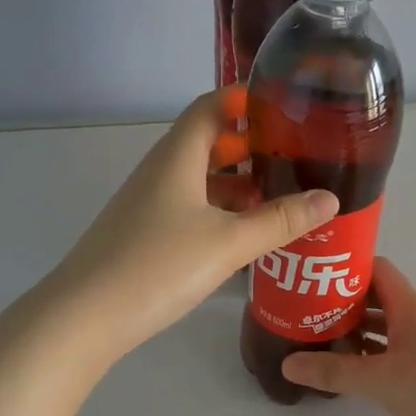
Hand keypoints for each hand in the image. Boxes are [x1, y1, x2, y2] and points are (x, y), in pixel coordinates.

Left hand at [42, 88, 337, 361]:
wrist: (85, 316)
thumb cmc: (158, 266)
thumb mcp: (228, 243)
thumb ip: (279, 221)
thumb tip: (330, 199)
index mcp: (177, 158)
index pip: (211, 107)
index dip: (245, 98)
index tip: (287, 103)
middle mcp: (161, 173)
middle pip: (207, 143)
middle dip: (250, 144)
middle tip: (295, 155)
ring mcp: (148, 205)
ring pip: (199, 180)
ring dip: (236, 183)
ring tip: (280, 196)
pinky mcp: (144, 235)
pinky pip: (190, 208)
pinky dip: (219, 211)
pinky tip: (243, 235)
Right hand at [279, 259, 415, 415]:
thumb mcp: (380, 382)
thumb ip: (333, 372)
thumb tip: (287, 364)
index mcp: (410, 306)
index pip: (375, 269)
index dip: (343, 268)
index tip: (309, 279)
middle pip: (376, 298)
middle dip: (341, 303)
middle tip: (302, 314)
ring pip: (385, 327)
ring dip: (355, 331)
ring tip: (318, 341)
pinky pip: (395, 350)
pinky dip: (372, 354)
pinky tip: (351, 370)